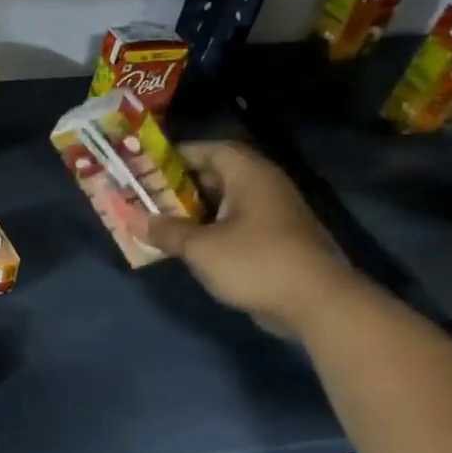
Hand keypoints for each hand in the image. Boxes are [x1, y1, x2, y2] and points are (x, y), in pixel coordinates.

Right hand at [141, 140, 363, 338]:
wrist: (316, 303)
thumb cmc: (255, 262)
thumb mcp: (200, 247)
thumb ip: (166, 231)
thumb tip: (135, 221)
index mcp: (249, 176)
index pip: (212, 149)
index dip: (180, 155)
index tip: (149, 167)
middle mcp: (264, 187)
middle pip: (218, 174)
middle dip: (182, 185)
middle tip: (149, 196)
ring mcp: (274, 215)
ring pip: (226, 202)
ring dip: (195, 210)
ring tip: (162, 221)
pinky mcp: (277, 240)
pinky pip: (236, 224)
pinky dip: (211, 229)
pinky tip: (189, 245)